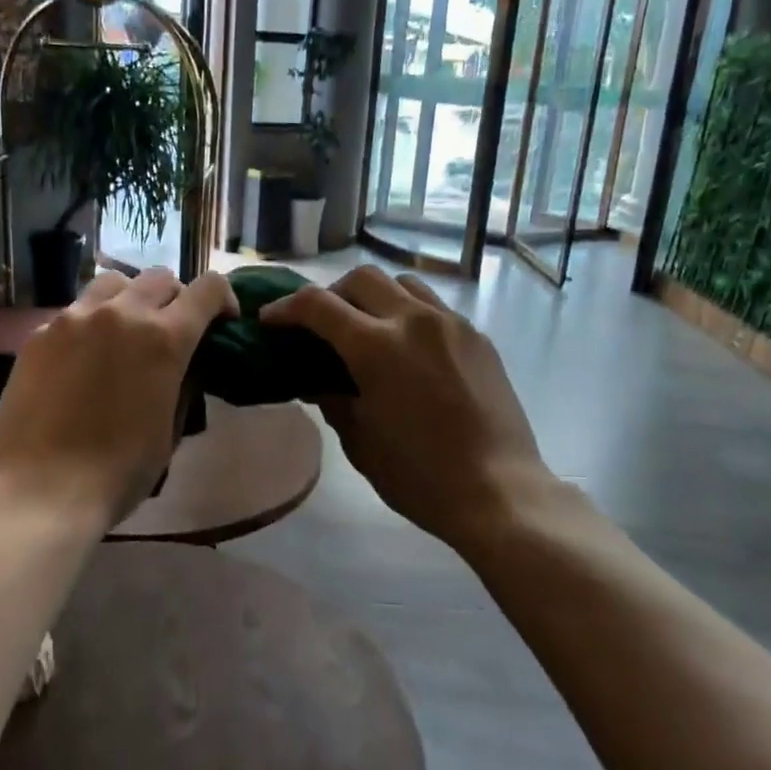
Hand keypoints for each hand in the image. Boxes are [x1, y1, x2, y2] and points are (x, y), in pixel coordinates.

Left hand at [0, 269, 236, 526]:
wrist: (41, 490)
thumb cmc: (119, 471)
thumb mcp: (170, 429)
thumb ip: (182, 383)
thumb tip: (183, 364)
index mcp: (164, 338)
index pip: (209, 288)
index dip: (224, 299)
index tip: (223, 322)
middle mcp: (122, 314)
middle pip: (161, 277)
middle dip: (176, 298)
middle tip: (172, 330)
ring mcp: (75, 318)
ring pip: (114, 282)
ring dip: (131, 299)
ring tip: (125, 332)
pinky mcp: (40, 333)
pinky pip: (76, 311)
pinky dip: (91, 323)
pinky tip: (82, 359)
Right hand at [261, 266, 553, 550]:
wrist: (499, 491)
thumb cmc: (419, 476)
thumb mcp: (359, 441)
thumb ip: (331, 398)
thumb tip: (315, 379)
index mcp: (377, 347)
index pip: (317, 305)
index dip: (286, 308)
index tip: (270, 321)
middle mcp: (414, 320)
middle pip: (361, 278)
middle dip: (330, 294)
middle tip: (320, 324)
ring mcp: (451, 324)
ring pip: (402, 283)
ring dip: (373, 296)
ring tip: (366, 328)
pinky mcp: (477, 337)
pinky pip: (434, 307)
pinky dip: (408, 313)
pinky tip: (408, 349)